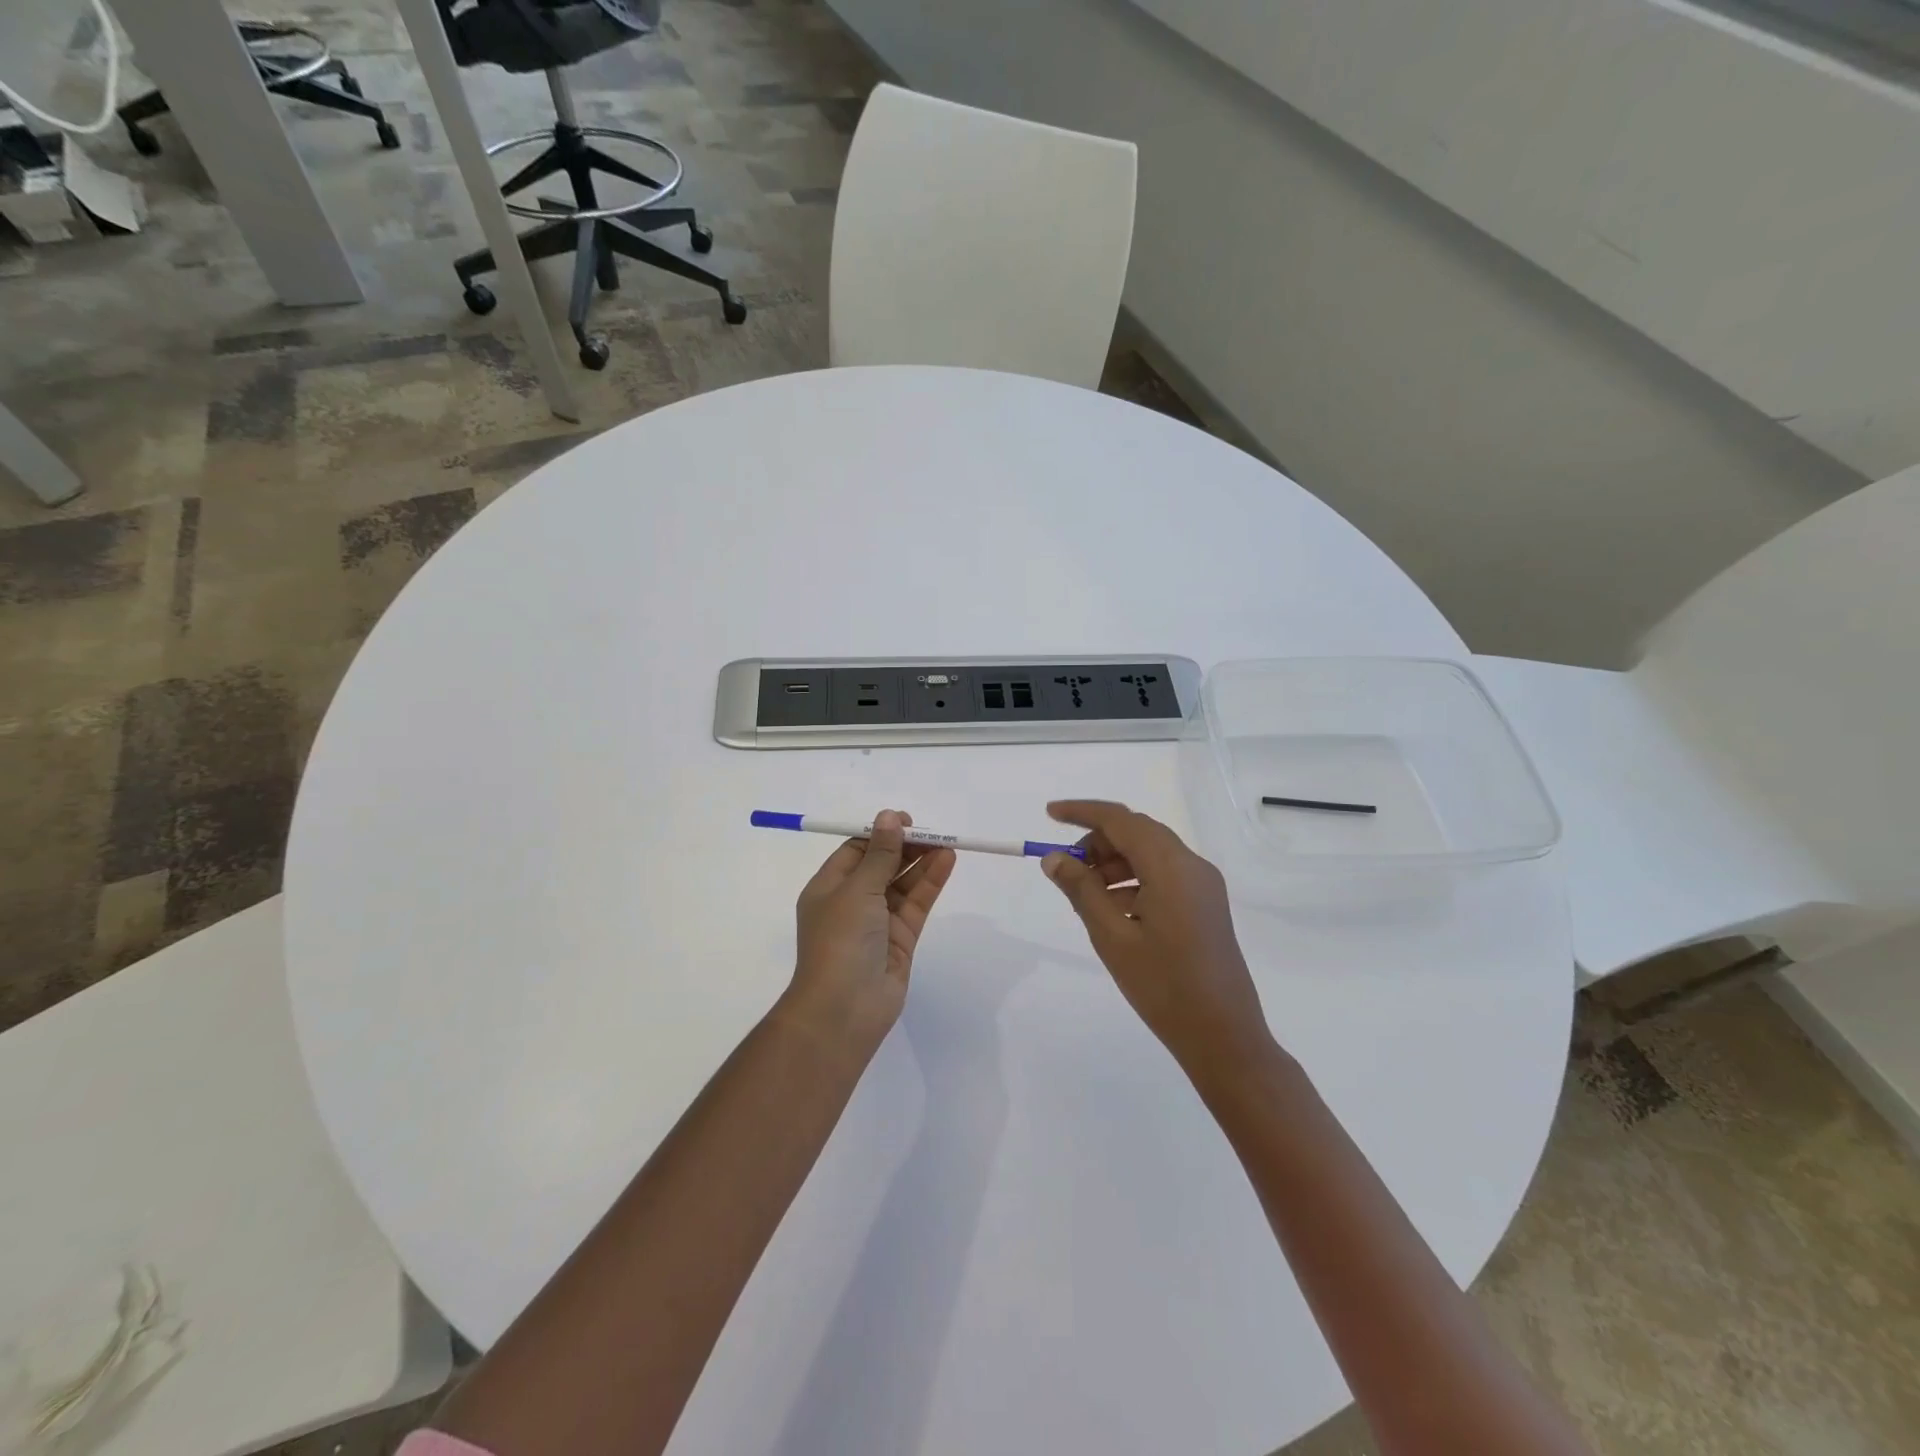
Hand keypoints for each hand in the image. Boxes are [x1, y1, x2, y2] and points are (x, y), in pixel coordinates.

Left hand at [787, 810, 956, 1053]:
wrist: (844, 1009)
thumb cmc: (840, 940)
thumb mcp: (858, 889)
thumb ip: (880, 854)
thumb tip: (888, 816)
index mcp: (828, 888)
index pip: (855, 852)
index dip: (880, 834)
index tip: (905, 821)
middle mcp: (851, 903)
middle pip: (882, 866)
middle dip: (905, 847)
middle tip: (931, 832)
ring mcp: (877, 922)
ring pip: (902, 884)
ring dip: (922, 863)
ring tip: (947, 843)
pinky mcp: (900, 940)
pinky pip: (916, 904)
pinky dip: (930, 883)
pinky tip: (946, 862)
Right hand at [1040, 800, 1273, 1078]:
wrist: (1224, 1036)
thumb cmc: (1163, 987)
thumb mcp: (1112, 937)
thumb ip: (1081, 890)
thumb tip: (1054, 858)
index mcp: (1171, 867)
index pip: (1121, 819)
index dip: (1082, 812)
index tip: (1048, 815)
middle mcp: (1192, 865)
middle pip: (1137, 831)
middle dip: (1097, 841)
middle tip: (1065, 868)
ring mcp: (1203, 884)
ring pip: (1150, 852)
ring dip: (1114, 862)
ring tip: (1085, 895)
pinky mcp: (1206, 904)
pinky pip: (1163, 874)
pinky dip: (1133, 879)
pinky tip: (1113, 910)